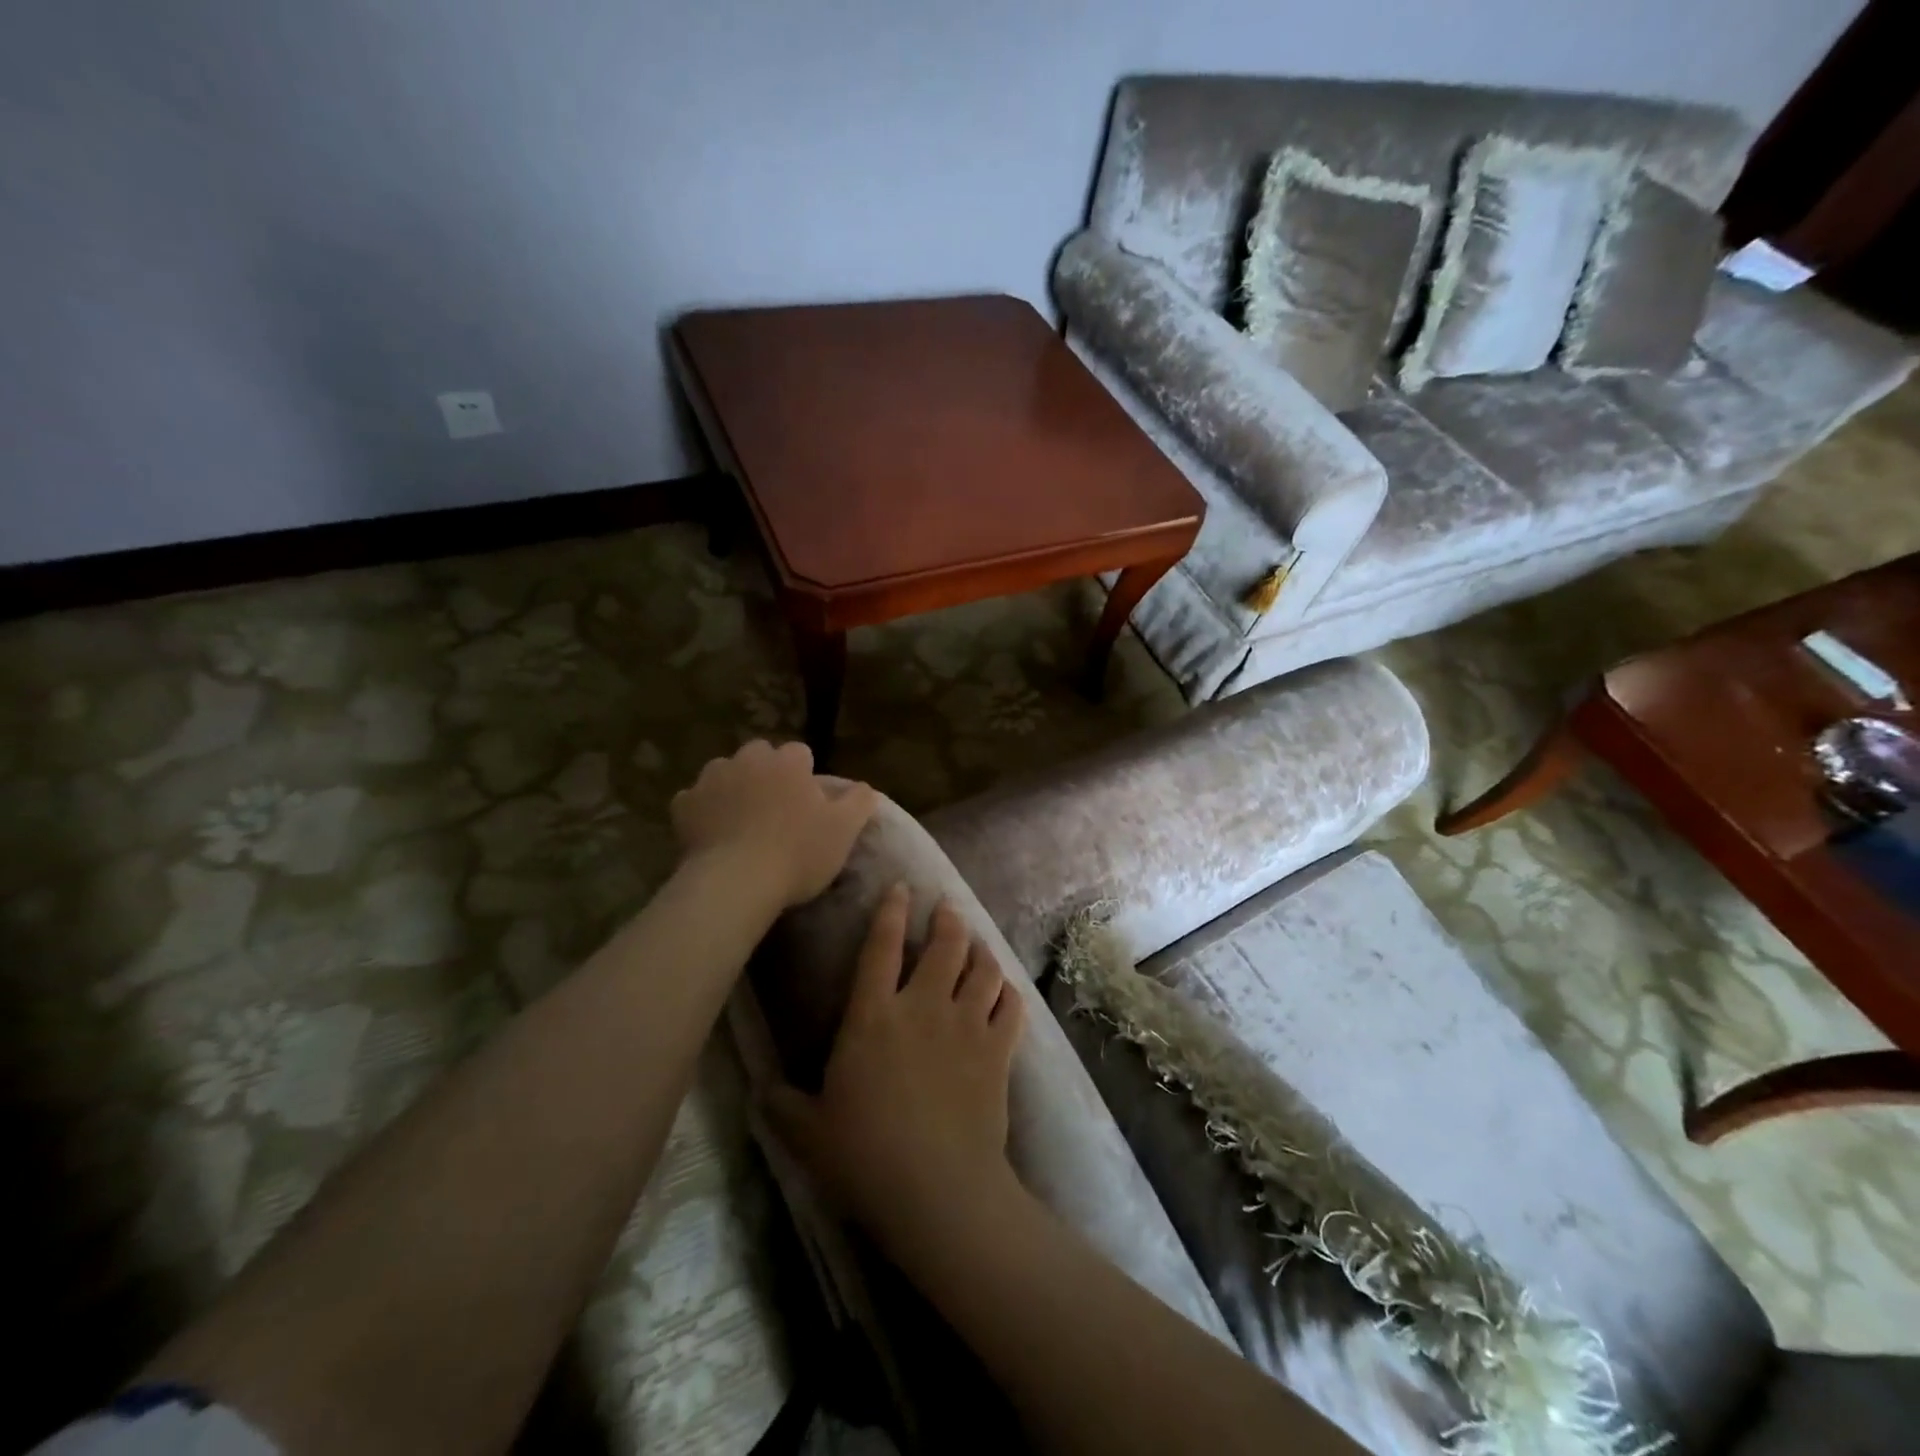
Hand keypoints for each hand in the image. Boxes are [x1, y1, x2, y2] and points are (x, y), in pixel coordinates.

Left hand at [670, 740, 878, 908]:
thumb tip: (863, 787)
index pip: (800, 753)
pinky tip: (712, 833)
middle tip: (776, 809)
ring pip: (725, 773)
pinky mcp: (683, 805)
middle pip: (760, 756)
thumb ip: (859, 802)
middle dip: (767, 773)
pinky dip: (703, 811)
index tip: (808, 803)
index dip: (805, 775)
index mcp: (788, 762)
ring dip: (734, 787)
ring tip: (742, 821)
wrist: (736, 882)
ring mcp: (711, 779)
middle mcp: (748, 760)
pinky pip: (695, 800)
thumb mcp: (844, 830)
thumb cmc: (798, 853)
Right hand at [765, 886, 1026, 1260]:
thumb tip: (760, 1090)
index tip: (901, 888)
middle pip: (944, 945)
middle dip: (947, 920)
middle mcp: (923, 1006)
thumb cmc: (865, 1155)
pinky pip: (1010, 1006)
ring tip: (978, 945)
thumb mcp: (808, 1132)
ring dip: (981, 950)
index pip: (880, 947)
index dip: (891, 912)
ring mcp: (966, 1025)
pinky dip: (1008, 992)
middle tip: (948, 908)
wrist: (938, 1188)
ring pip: (982, 968)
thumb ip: (783, 1105)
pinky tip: (1005, 991)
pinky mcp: (998, 1050)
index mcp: (873, 1016)